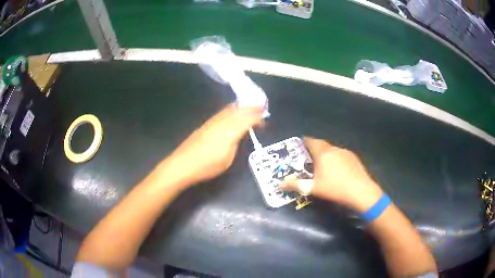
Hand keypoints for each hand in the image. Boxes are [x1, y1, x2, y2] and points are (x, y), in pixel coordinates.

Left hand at [164, 104, 262, 186]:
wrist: (183, 164)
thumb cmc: (207, 166)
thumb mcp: (228, 159)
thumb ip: (236, 143)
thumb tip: (241, 134)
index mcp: (229, 131)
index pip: (247, 118)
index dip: (257, 116)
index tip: (265, 117)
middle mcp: (221, 122)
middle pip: (239, 109)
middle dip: (251, 108)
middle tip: (261, 109)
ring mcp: (212, 122)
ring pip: (230, 109)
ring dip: (241, 108)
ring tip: (249, 110)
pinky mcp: (205, 124)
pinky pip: (223, 113)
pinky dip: (232, 111)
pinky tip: (233, 115)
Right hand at [280, 137, 383, 211]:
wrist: (361, 192)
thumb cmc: (334, 188)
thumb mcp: (313, 188)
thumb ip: (296, 185)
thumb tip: (279, 184)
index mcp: (323, 153)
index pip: (311, 141)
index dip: (304, 141)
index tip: (299, 145)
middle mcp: (334, 149)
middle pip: (322, 145)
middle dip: (314, 149)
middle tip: (308, 157)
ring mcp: (346, 153)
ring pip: (332, 150)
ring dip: (326, 154)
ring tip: (322, 165)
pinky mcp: (354, 159)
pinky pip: (341, 155)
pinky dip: (336, 159)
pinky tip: (337, 170)